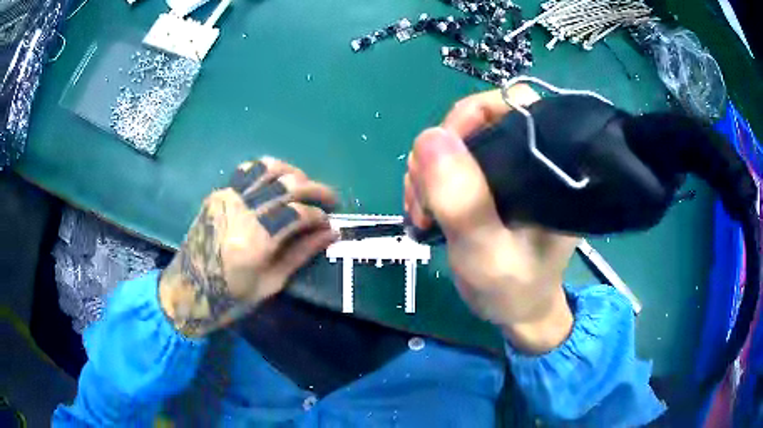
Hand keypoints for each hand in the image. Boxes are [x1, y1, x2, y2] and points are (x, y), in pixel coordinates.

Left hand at [159, 157, 338, 337]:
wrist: (189, 289)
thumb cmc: (231, 296)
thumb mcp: (271, 282)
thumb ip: (302, 253)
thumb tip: (331, 233)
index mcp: (255, 241)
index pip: (297, 213)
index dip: (318, 215)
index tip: (328, 222)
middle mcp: (241, 212)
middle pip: (287, 185)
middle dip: (314, 188)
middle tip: (329, 198)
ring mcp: (226, 198)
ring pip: (267, 169)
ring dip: (292, 172)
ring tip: (304, 185)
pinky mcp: (217, 194)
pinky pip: (246, 172)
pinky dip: (266, 171)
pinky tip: (276, 181)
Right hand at [404, 86, 578, 353]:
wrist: (518, 311)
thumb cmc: (513, 289)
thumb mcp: (487, 254)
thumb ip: (465, 202)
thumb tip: (430, 137)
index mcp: (551, 166)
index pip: (519, 105)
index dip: (476, 114)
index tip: (444, 151)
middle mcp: (534, 159)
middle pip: (480, 121)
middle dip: (442, 151)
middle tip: (424, 198)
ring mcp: (511, 170)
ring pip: (460, 142)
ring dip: (429, 170)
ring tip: (422, 211)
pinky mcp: (493, 183)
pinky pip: (453, 162)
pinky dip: (430, 179)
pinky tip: (423, 208)